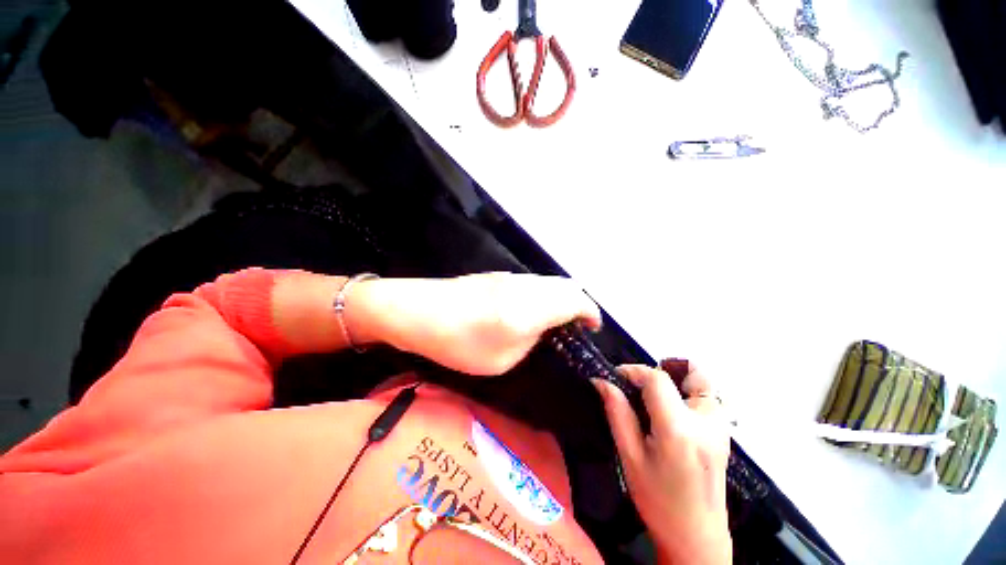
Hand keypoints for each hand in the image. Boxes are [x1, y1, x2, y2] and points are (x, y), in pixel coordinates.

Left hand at [358, 272, 600, 374]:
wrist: (418, 311)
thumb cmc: (460, 342)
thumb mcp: (502, 359)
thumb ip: (530, 342)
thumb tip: (541, 330)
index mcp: (532, 307)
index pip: (576, 300)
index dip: (590, 313)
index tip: (592, 327)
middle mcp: (527, 286)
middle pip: (566, 286)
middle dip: (578, 304)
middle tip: (575, 326)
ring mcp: (511, 278)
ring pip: (549, 282)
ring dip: (559, 297)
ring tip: (554, 320)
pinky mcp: (497, 276)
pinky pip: (532, 282)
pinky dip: (542, 293)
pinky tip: (529, 309)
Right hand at [593, 361, 730, 564]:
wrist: (697, 537)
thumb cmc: (657, 500)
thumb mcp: (629, 456)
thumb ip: (617, 412)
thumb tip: (601, 381)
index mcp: (678, 429)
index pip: (657, 379)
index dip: (633, 370)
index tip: (615, 377)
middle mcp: (707, 422)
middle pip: (691, 372)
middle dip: (661, 370)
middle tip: (640, 388)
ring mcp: (721, 427)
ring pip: (703, 382)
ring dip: (677, 380)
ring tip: (655, 399)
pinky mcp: (725, 433)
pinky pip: (708, 397)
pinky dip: (688, 392)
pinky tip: (670, 413)